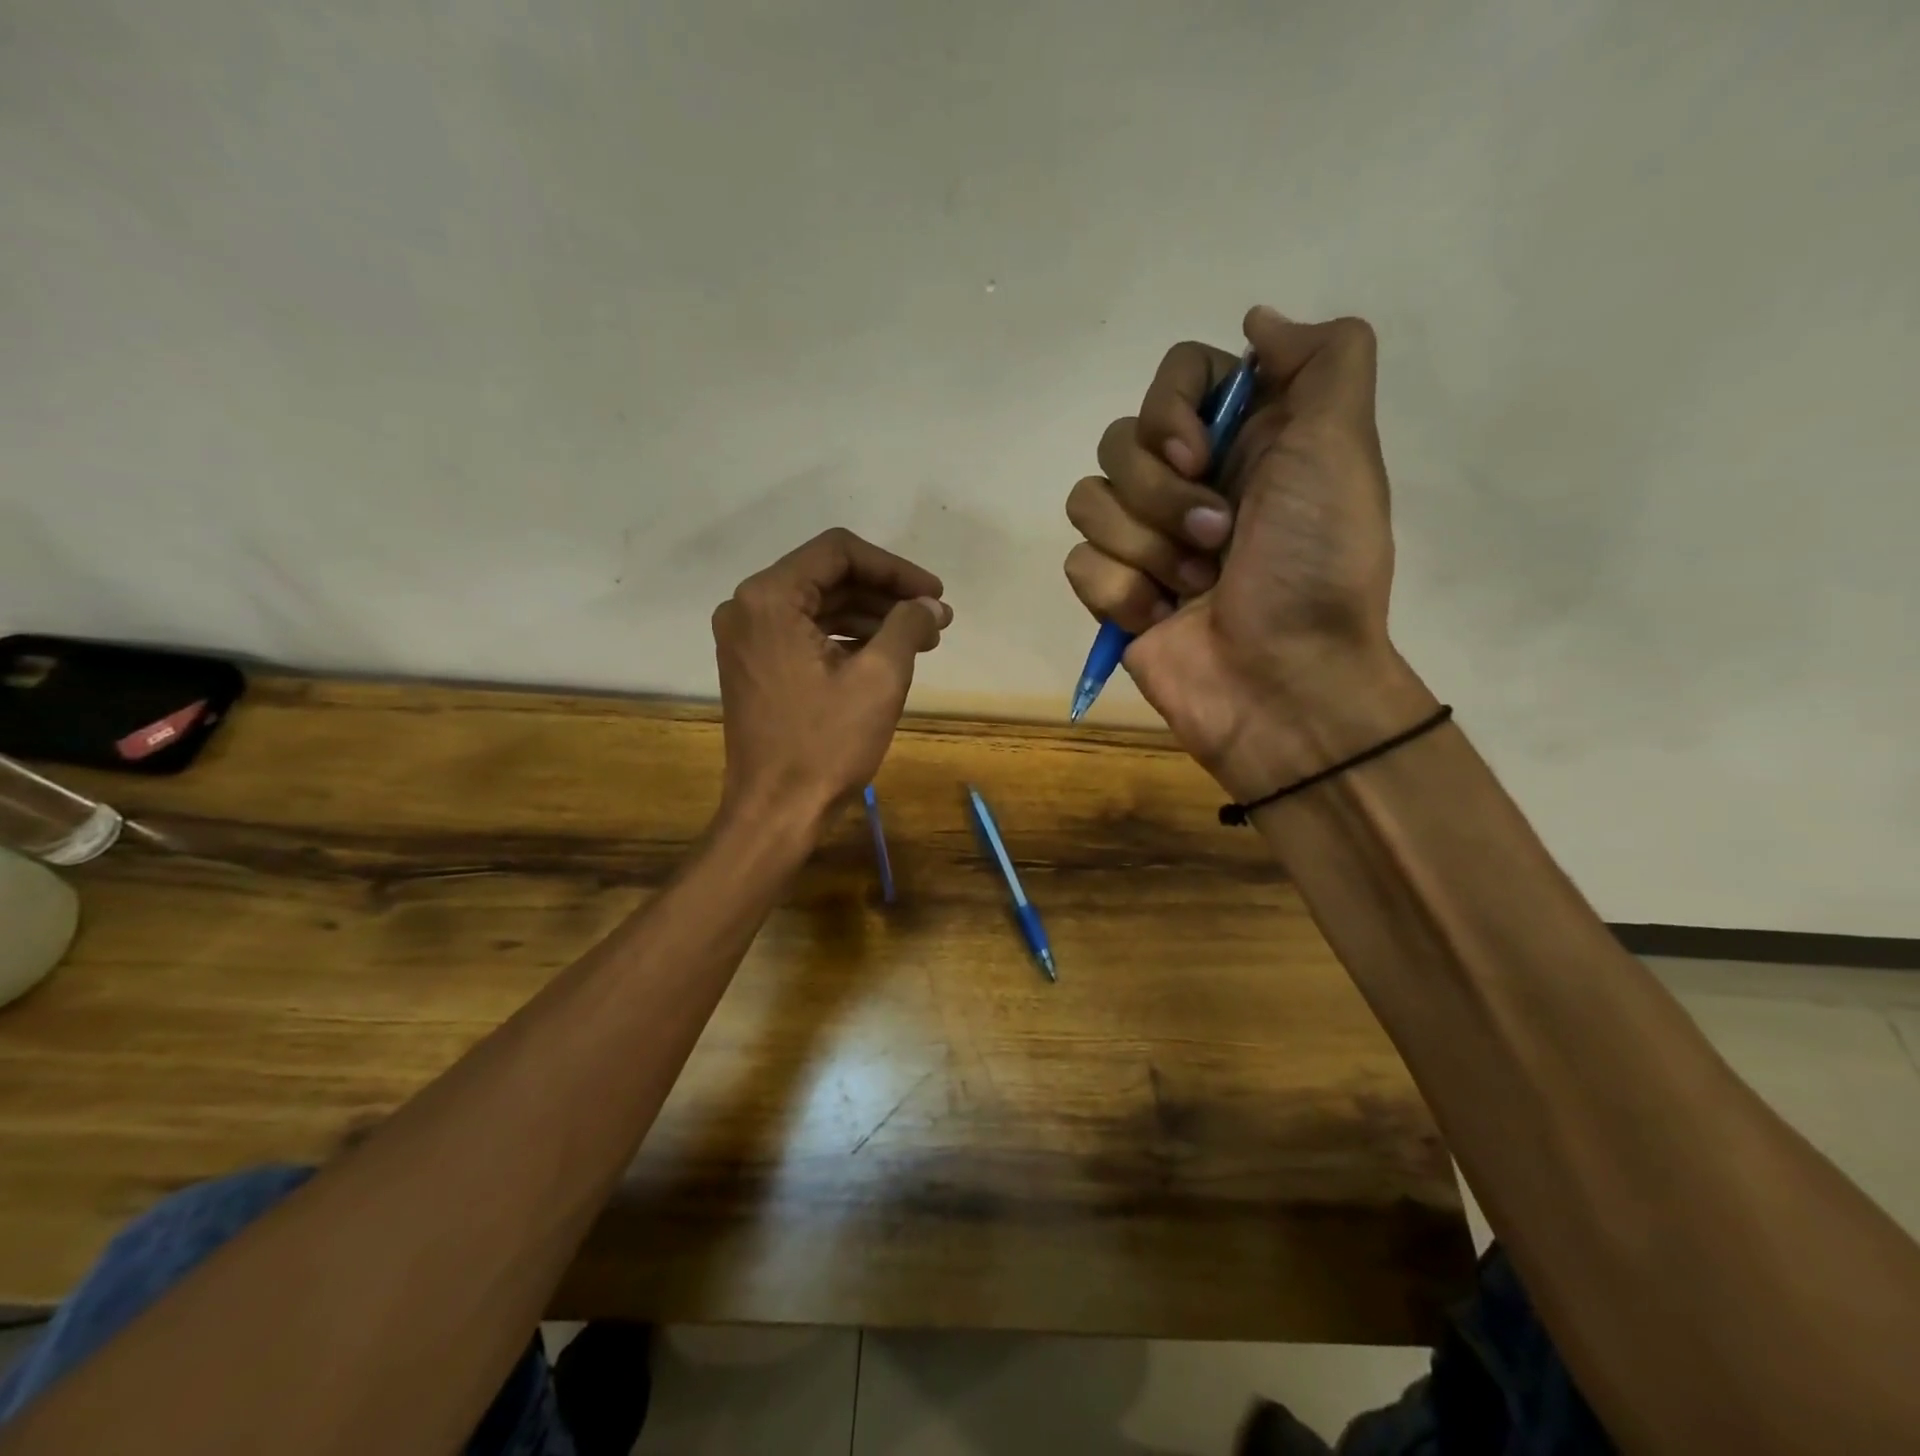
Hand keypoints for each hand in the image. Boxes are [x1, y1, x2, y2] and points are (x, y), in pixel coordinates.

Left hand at [712, 528, 951, 831]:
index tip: (934, 594)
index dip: (895, 568)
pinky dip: (845, 637)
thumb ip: (908, 625)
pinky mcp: (753, 665)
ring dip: (870, 616)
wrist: (776, 811)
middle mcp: (747, 607)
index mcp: (769, 598)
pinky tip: (885, 653)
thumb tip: (930, 606)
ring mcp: (746, 638)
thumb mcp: (880, 678)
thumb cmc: (826, 744)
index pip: (840, 552)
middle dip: (885, 595)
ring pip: (818, 606)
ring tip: (920, 639)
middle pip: (828, 577)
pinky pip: (804, 633)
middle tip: (934, 619)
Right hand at [1064, 306, 1430, 795]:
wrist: (1283, 683)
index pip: (1175, 375)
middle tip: (1219, 539)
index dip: (1172, 406)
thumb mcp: (1343, 448)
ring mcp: (1146, 540)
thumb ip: (1324, 359)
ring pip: (1088, 500)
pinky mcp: (1114, 593)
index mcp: (1243, 439)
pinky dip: (1122, 593)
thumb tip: (1255, 321)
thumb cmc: (1316, 567)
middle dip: (1163, 495)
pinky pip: (1081, 563)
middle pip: (1119, 440)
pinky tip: (1161, 619)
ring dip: (1147, 548)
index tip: (1201, 454)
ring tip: (1194, 587)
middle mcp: (1189, 481)